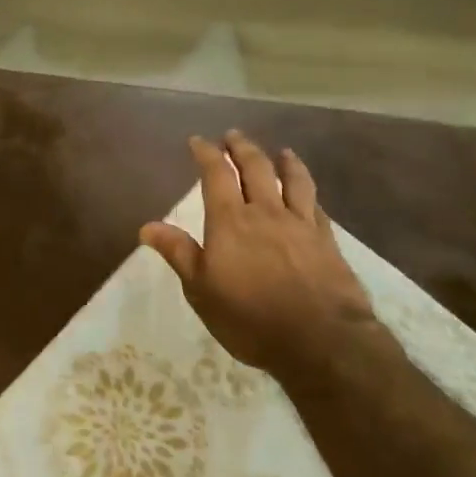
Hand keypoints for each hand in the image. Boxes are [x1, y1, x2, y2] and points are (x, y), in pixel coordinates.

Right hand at [140, 132, 374, 369]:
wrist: (320, 341)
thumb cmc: (249, 317)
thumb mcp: (201, 289)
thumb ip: (179, 253)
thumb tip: (147, 226)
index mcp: (230, 221)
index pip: (216, 175)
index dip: (206, 154)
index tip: (198, 141)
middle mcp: (266, 213)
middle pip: (256, 168)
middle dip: (242, 148)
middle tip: (233, 136)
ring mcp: (301, 225)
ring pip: (293, 181)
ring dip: (285, 162)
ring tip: (281, 151)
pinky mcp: (327, 242)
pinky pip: (317, 206)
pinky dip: (309, 193)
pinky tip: (309, 194)